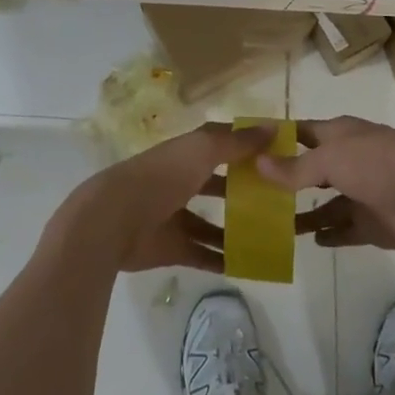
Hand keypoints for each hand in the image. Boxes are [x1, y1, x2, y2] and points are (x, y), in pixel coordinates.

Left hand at [43, 123, 274, 273]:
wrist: (113, 221)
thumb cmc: (160, 177)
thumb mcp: (202, 151)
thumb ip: (236, 142)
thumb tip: (273, 128)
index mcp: (186, 152)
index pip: (221, 144)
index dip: (247, 146)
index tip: (279, 154)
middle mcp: (181, 180)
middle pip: (219, 184)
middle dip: (246, 190)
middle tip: (281, 201)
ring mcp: (175, 215)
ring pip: (212, 222)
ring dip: (237, 229)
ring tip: (272, 237)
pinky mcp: (172, 247)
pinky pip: (203, 254)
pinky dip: (223, 259)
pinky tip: (250, 266)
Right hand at [261, 117, 394, 251]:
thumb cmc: (381, 163)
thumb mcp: (333, 160)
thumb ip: (296, 168)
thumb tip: (258, 164)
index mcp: (337, 136)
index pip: (298, 133)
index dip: (273, 140)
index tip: (243, 152)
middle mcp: (346, 161)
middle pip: (308, 170)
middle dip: (283, 181)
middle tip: (248, 197)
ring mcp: (360, 194)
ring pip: (323, 203)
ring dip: (301, 213)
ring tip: (271, 226)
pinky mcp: (374, 224)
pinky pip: (344, 230)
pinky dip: (328, 235)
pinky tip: (309, 242)